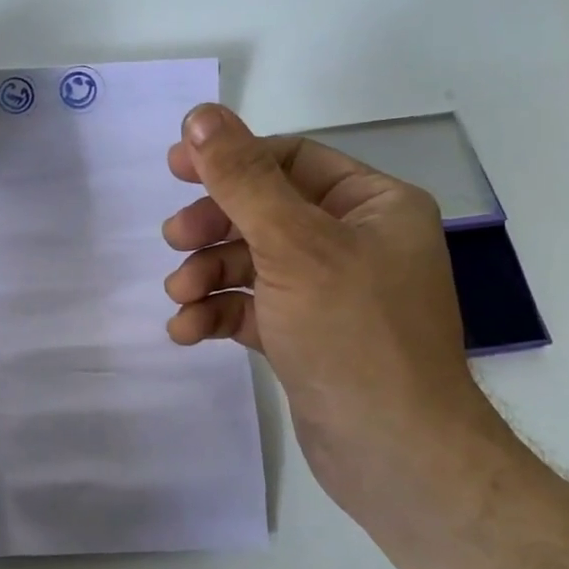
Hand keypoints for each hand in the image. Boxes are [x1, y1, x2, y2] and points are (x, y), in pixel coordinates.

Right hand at [161, 104, 517, 521]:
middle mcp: (356, 242)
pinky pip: (253, 308)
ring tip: (179, 297)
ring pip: (253, 264)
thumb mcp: (293, 245)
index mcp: (372, 206)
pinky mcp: (306, 336)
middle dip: (214, 226)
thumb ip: (242, 179)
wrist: (393, 452)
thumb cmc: (352, 334)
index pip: (290, 160)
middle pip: (264, 212)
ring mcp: (330, 293)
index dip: (230, 160)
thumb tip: (200, 115)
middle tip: (175, 240)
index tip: (175, 167)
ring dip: (208, 275)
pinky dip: (218, 314)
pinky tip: (187, 330)